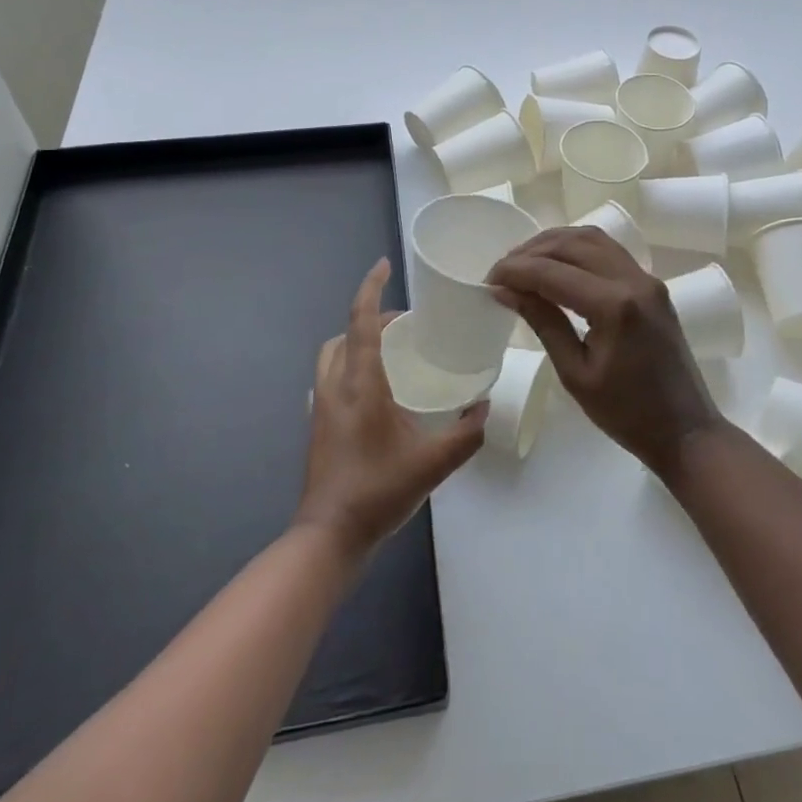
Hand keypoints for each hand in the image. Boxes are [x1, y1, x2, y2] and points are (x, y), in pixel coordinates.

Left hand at [295, 259, 486, 559]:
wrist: (328, 537)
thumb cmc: (378, 492)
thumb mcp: (434, 464)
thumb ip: (466, 433)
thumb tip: (484, 406)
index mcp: (360, 384)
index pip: (362, 322)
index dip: (371, 288)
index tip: (384, 265)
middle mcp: (335, 387)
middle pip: (344, 334)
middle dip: (370, 318)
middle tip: (404, 324)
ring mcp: (321, 407)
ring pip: (332, 355)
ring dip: (356, 341)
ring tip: (390, 351)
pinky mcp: (317, 425)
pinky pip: (330, 378)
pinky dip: (349, 366)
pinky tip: (375, 390)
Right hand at [488, 228, 722, 477]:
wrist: (685, 429)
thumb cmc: (626, 414)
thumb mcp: (575, 373)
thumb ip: (543, 322)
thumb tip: (505, 290)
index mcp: (615, 306)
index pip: (552, 272)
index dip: (515, 271)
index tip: (487, 280)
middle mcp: (633, 280)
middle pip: (572, 244)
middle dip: (530, 252)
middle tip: (501, 272)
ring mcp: (647, 278)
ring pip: (592, 239)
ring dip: (554, 244)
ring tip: (524, 263)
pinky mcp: (651, 284)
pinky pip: (609, 251)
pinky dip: (577, 249)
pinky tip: (557, 265)